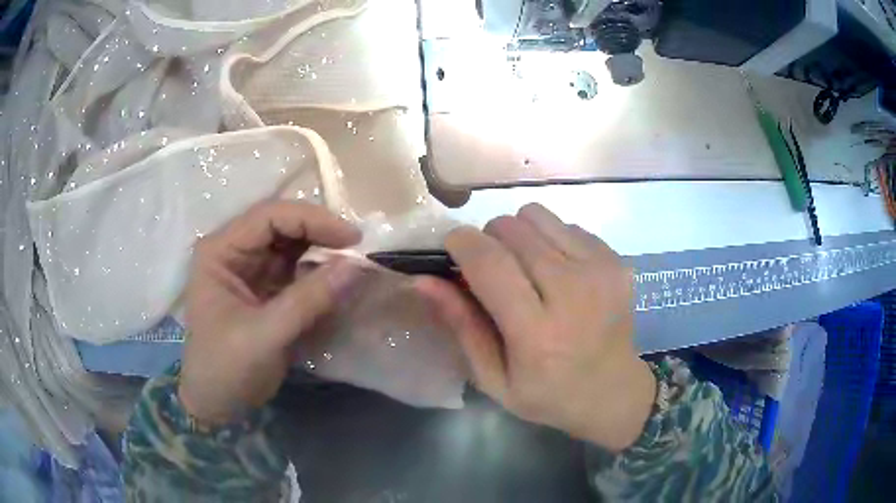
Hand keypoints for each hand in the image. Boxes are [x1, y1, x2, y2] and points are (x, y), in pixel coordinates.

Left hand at [180, 201, 361, 424]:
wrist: (218, 403)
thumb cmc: (226, 368)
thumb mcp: (265, 335)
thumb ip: (308, 300)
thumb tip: (356, 266)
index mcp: (221, 251)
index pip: (269, 217)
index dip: (312, 220)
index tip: (351, 238)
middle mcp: (235, 251)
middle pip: (283, 226)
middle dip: (320, 234)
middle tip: (358, 250)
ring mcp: (252, 269)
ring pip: (294, 246)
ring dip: (323, 252)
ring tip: (353, 265)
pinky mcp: (267, 288)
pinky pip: (298, 270)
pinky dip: (320, 274)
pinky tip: (338, 282)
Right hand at [418, 204, 655, 451]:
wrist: (613, 391)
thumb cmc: (548, 394)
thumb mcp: (493, 378)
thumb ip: (461, 326)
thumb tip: (424, 279)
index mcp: (537, 333)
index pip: (489, 262)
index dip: (461, 242)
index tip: (452, 248)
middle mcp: (573, 292)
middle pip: (511, 229)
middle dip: (487, 240)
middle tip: (491, 271)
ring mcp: (600, 270)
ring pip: (536, 216)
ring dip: (519, 235)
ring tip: (525, 269)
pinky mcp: (615, 259)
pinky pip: (565, 224)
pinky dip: (550, 240)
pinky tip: (557, 273)